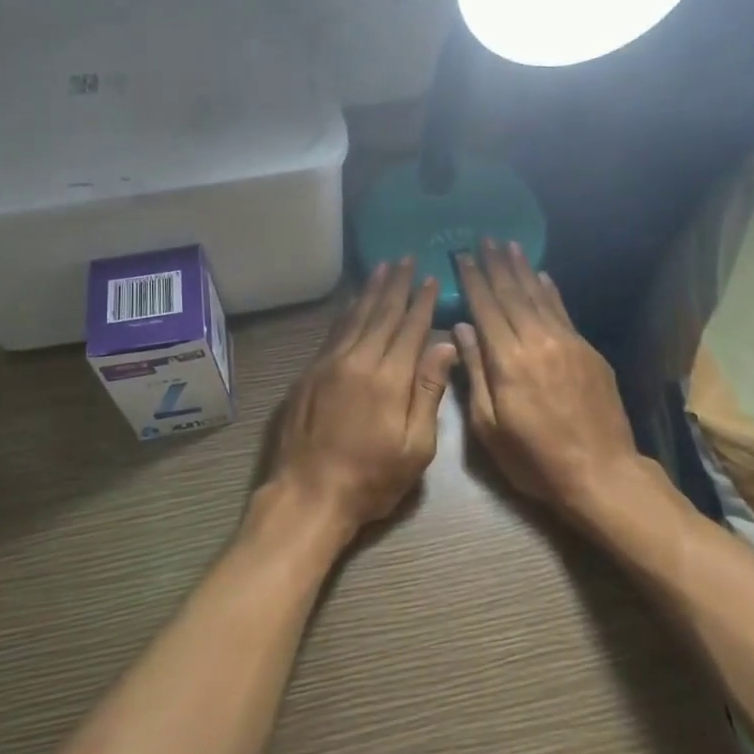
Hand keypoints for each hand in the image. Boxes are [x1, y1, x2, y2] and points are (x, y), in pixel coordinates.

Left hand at [255, 258, 457, 550]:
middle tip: (405, 259)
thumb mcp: (415, 446)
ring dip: (370, 291)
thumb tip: (445, 346)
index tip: (430, 279)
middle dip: (396, 286)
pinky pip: (332, 333)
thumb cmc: (371, 478)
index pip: (410, 329)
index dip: (421, 303)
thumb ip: (428, 392)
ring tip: (382, 268)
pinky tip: (351, 303)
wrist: (308, 494)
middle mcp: (357, 360)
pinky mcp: (308, 374)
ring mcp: (328, 364)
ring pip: (354, 318)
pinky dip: (345, 313)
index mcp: (389, 378)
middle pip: (380, 314)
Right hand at [455, 241, 641, 517]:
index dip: (473, 280)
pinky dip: (551, 291)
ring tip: (509, 245)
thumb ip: (474, 373)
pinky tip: (543, 276)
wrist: (601, 473)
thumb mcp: (489, 426)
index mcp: (508, 360)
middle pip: (512, 294)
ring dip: (522, 270)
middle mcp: (537, 341)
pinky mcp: (588, 352)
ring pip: (539, 297)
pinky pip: (563, 312)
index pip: (485, 309)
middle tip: (484, 238)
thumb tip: (461, 329)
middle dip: (496, 265)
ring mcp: (567, 343)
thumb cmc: (534, 459)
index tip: (462, 256)